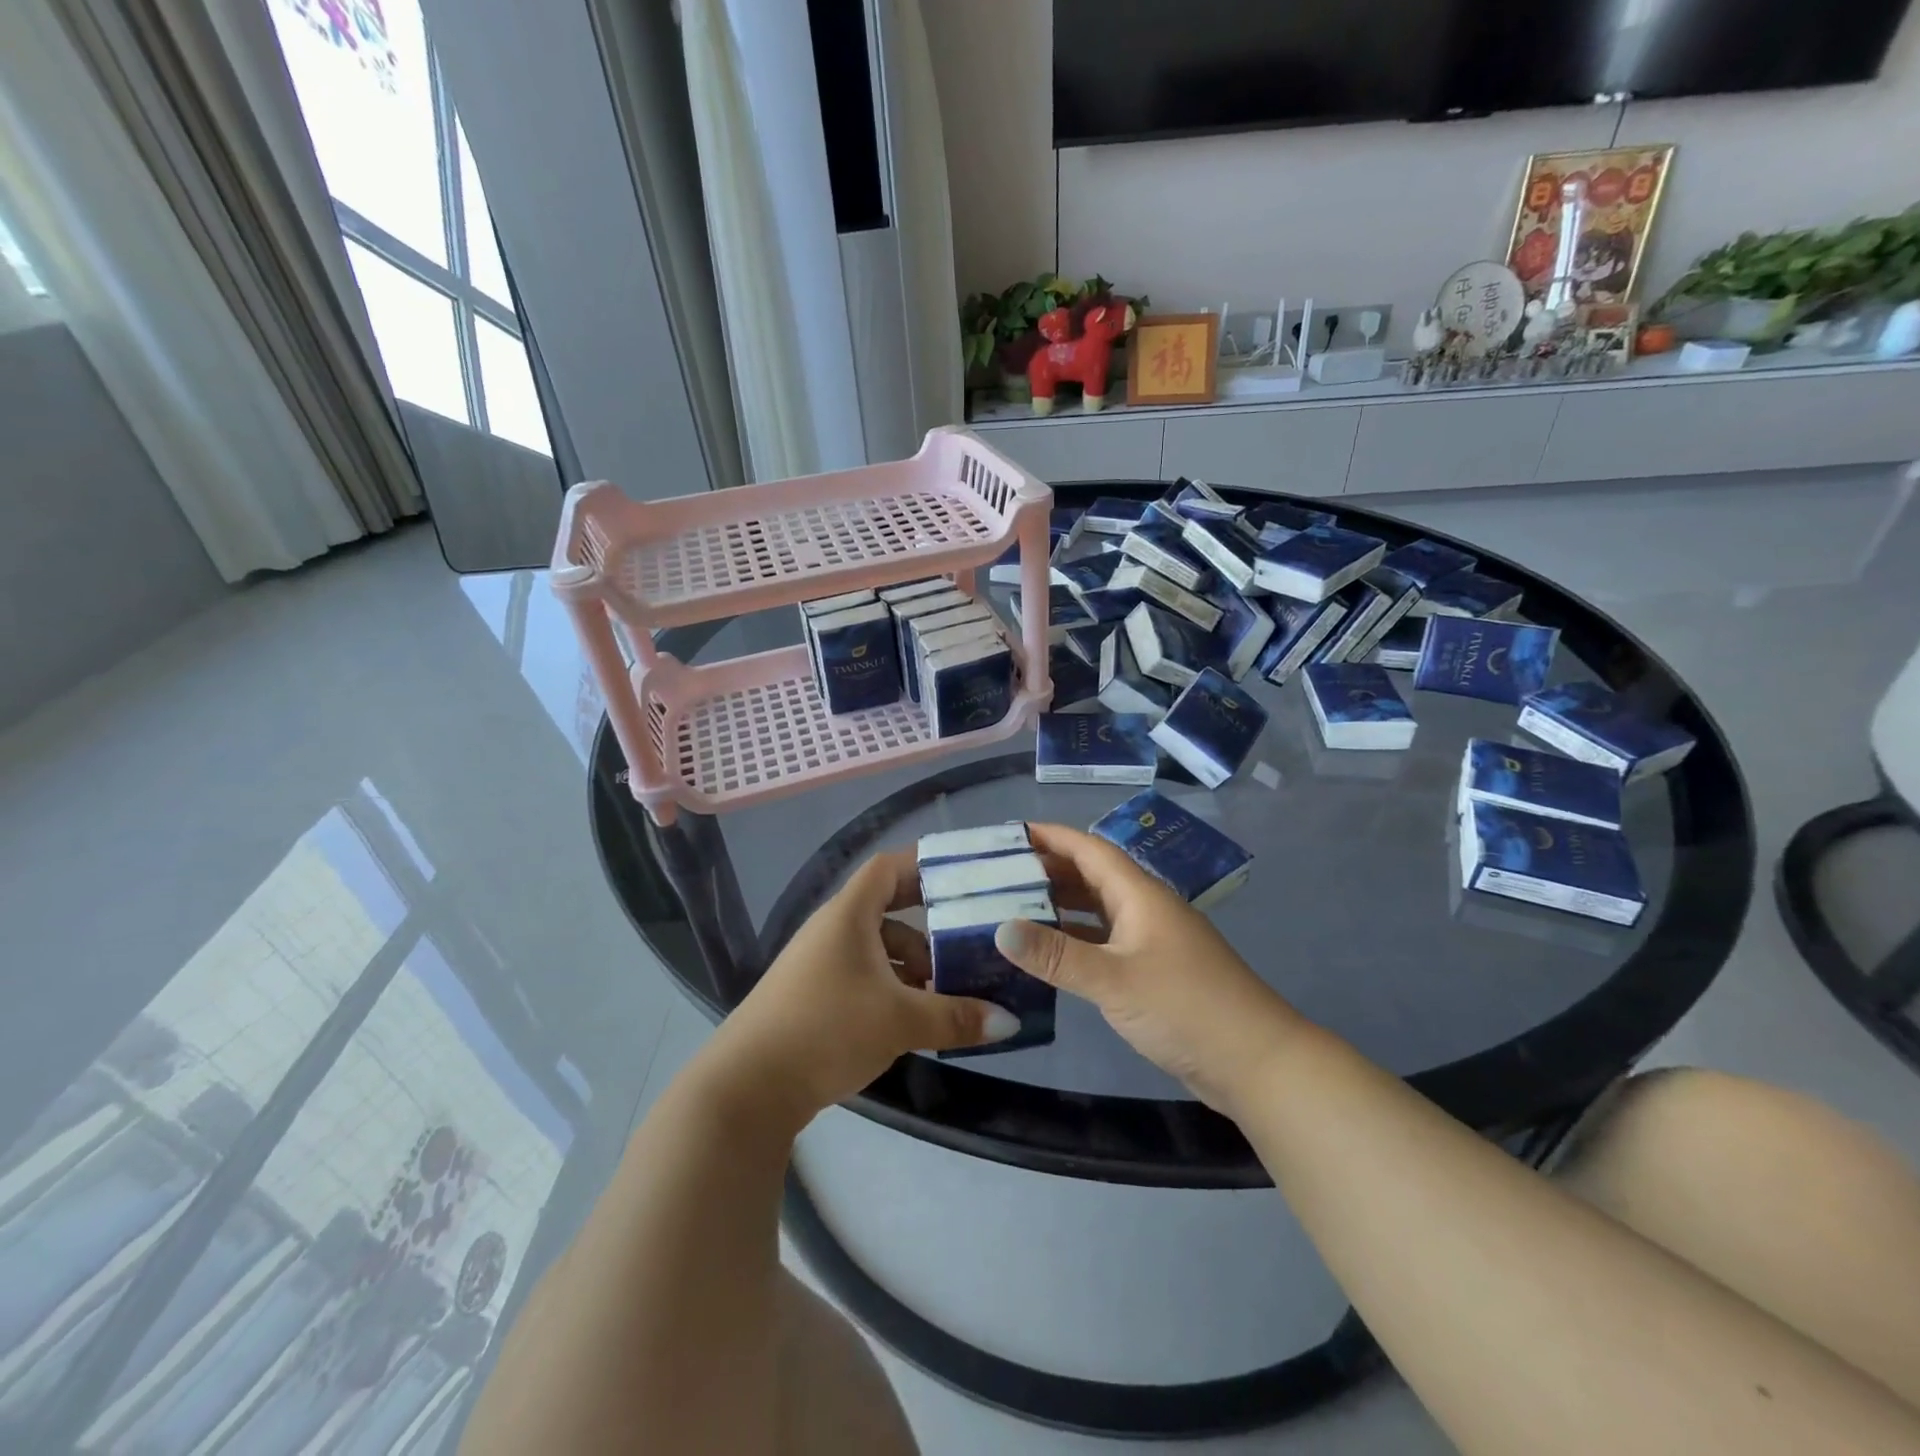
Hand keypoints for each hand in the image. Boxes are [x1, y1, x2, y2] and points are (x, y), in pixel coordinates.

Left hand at [709, 849, 1019, 1123]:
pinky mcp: (813, 995)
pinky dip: (891, 986)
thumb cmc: (826, 1029)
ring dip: (912, 962)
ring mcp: (819, 963)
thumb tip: (1009, 1021)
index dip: (924, 864)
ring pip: (877, 947)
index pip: (888, 867)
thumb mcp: (899, 1021)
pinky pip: (863, 974)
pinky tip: (913, 1017)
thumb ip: (955, 1017)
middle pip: (887, 908)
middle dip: (929, 924)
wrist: (747, 1087)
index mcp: (849, 915)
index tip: (963, 877)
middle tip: (968, 937)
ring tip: (947, 990)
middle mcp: (832, 929)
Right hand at [996, 822, 1305, 1116]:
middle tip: (1001, 874)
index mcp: (1139, 895)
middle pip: (1093, 876)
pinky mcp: (1154, 972)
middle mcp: (1145, 909)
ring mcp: (1152, 941)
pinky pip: (1106, 942)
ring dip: (1061, 905)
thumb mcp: (1114, 980)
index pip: (1090, 850)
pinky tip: (1050, 952)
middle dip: (1050, 870)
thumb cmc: (1185, 1007)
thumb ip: (1056, 955)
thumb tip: (999, 928)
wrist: (1255, 1062)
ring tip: (1014, 907)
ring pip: (1099, 910)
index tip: (1012, 833)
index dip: (1053, 837)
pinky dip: (1076, 940)